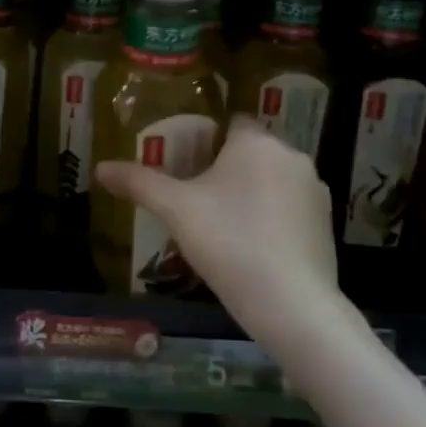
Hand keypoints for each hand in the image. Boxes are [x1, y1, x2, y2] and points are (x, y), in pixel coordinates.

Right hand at [95, 117, 343, 337]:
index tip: (184, 161)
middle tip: (194, 196)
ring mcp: (314, 191)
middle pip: (251, 152)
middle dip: (225, 168)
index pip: (231, 122)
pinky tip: (250, 246)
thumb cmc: (229, 242)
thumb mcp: (175, 210)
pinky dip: (271, 217)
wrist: (292, 304)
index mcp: (256, 142)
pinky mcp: (326, 224)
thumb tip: (99, 168)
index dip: (206, 138)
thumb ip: (138, 183)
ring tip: (220, 224)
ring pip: (271, 180)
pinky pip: (289, 207)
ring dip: (250, 193)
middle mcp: (291, 156)